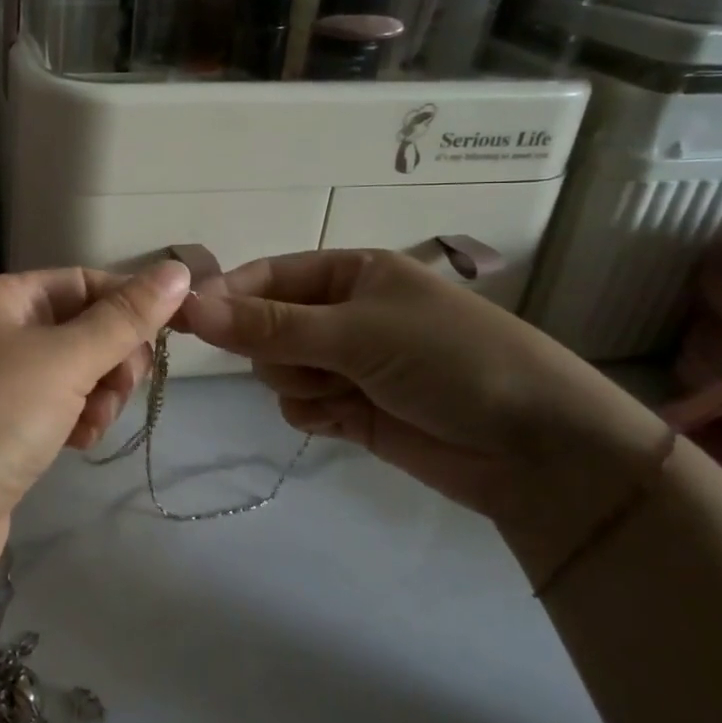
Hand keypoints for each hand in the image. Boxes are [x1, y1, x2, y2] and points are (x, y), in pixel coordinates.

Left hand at [0, 261, 191, 601]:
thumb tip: (178, 270)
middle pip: (80, 328)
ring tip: (90, 425)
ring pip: (73, 373)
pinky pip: (55, 411)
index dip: (128, 304)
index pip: (82, 282)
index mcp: (2, 299)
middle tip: (120, 389)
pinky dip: (75, 422)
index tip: (170, 337)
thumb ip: (126, 318)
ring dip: (97, 395)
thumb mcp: (65, 358)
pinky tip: (77, 444)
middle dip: (113, 357)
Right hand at [178, 249, 669, 534]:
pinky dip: (313, 412)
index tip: (184, 319)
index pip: (268, 276)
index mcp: (352, 272)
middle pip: (267, 326)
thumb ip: (269, 325)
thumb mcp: (356, 332)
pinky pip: (299, 405)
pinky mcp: (354, 408)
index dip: (228, 296)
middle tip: (311, 362)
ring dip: (300, 382)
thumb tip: (187, 306)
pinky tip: (344, 419)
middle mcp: (345, 312)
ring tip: (346, 392)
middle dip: (278, 348)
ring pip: (279, 369)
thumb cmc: (450, 361)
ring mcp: (349, 362)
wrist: (537, 450)